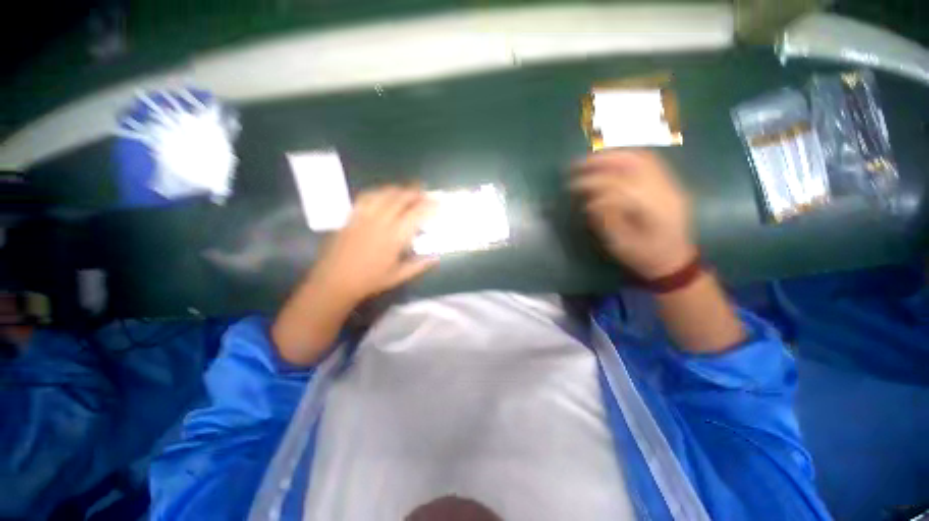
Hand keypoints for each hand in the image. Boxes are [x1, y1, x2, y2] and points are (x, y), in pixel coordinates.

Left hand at [272, 186, 435, 365]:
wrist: (335, 281)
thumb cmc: (369, 281)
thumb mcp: (398, 276)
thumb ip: (419, 265)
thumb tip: (436, 257)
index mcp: (394, 238)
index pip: (416, 215)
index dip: (429, 207)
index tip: (438, 203)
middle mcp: (380, 223)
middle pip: (400, 199)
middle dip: (415, 192)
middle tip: (425, 192)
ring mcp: (364, 217)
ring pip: (384, 194)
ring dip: (398, 189)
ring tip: (407, 190)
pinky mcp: (352, 217)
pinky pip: (366, 197)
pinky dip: (378, 192)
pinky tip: (383, 193)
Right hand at [571, 150, 695, 278]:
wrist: (674, 260)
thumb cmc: (643, 256)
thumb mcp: (619, 244)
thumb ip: (605, 220)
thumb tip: (589, 201)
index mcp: (654, 210)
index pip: (620, 186)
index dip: (593, 183)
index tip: (572, 186)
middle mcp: (666, 191)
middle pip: (634, 164)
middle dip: (602, 161)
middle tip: (578, 164)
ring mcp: (671, 184)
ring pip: (642, 158)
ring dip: (614, 155)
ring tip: (591, 159)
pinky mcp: (669, 183)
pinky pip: (649, 162)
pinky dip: (626, 158)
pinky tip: (611, 161)